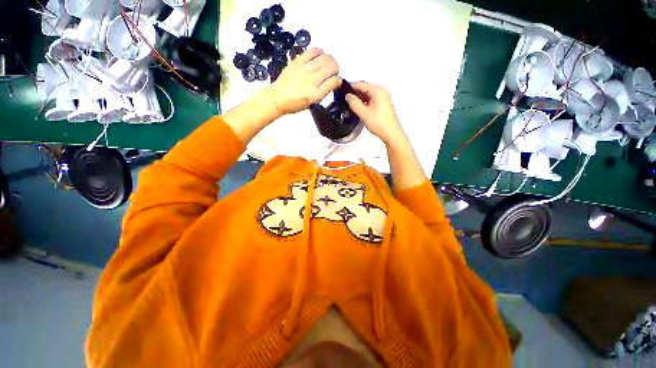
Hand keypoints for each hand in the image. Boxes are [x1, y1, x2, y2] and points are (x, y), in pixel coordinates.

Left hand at [267, 48, 341, 113]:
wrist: (278, 97)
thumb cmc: (296, 104)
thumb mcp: (312, 103)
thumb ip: (323, 92)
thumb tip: (333, 82)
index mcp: (316, 94)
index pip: (334, 82)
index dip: (338, 80)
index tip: (337, 81)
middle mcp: (312, 80)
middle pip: (331, 67)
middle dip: (336, 68)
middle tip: (335, 71)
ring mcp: (305, 69)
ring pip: (324, 58)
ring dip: (330, 59)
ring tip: (329, 62)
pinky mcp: (298, 61)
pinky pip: (312, 51)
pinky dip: (319, 51)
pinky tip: (320, 54)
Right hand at [345, 82, 405, 146]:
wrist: (391, 134)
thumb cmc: (378, 122)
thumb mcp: (363, 113)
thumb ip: (354, 103)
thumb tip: (347, 96)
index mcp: (378, 90)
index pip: (361, 84)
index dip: (350, 87)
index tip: (341, 91)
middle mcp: (382, 91)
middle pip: (365, 88)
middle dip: (355, 93)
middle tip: (344, 99)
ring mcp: (384, 98)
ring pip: (368, 95)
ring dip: (359, 99)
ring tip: (349, 104)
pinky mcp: (383, 105)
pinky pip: (371, 100)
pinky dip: (364, 103)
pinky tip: (358, 108)